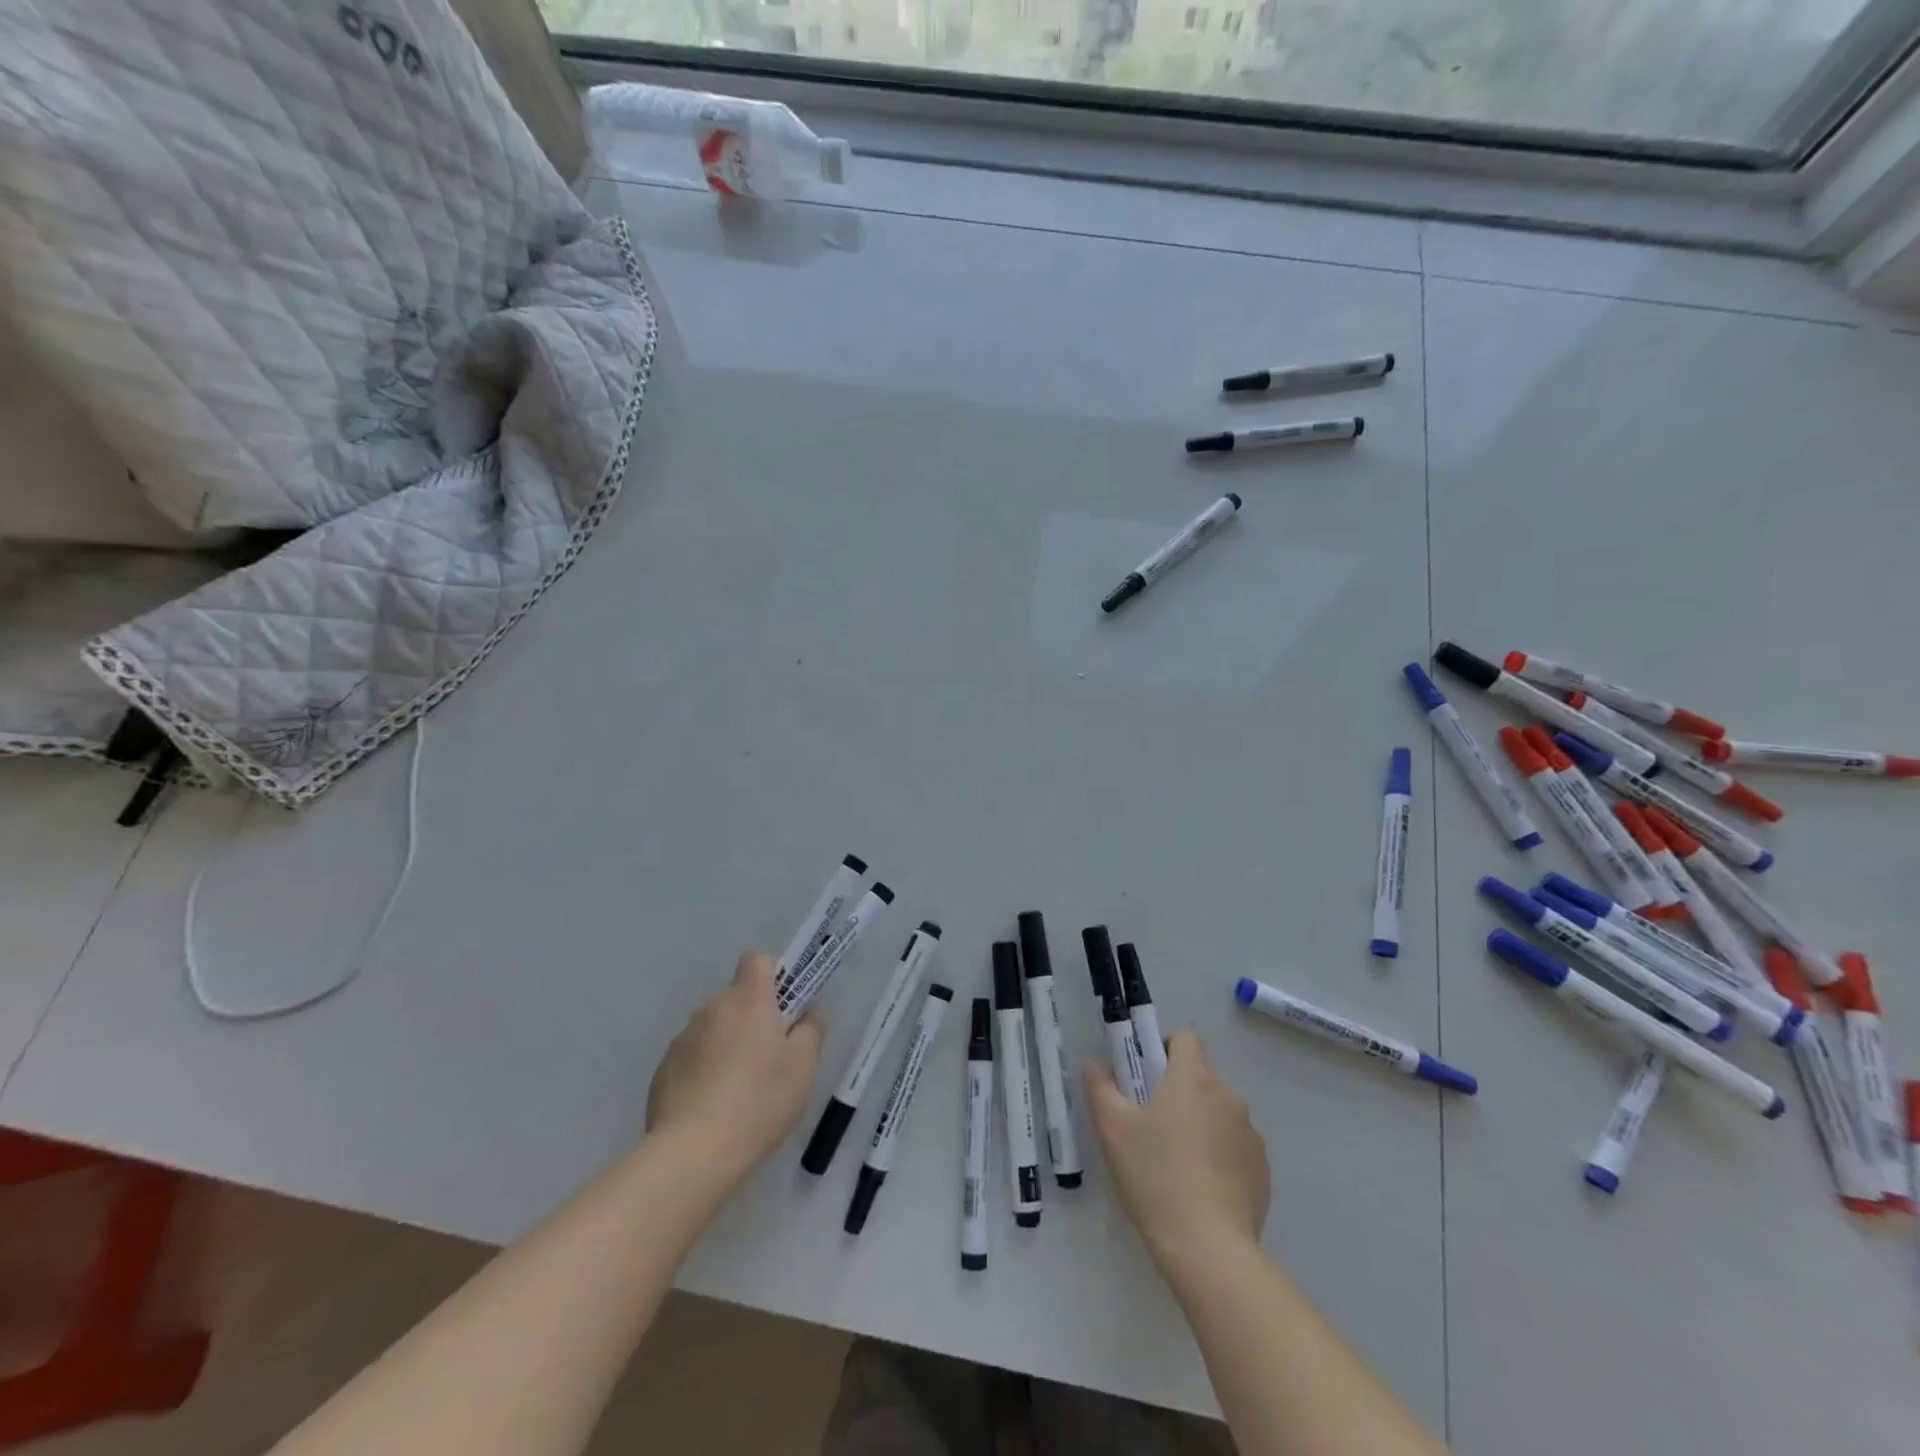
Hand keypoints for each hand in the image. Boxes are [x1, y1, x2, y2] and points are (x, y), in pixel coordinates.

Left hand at [646, 952, 823, 1190]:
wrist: (693, 1152)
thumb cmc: (760, 1099)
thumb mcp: (803, 1066)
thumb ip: (811, 1030)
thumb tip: (812, 1010)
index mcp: (748, 999)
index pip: (757, 960)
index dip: (773, 975)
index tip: (784, 1007)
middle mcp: (711, 1008)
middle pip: (736, 997)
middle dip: (753, 1017)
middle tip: (770, 1057)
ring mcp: (682, 1039)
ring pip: (713, 1029)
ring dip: (727, 1044)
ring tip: (740, 1090)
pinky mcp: (663, 1071)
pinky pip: (692, 1058)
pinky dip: (704, 1071)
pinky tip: (713, 1108)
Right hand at [1084, 1031, 1268, 1268]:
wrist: (1208, 1248)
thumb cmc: (1155, 1175)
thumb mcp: (1113, 1129)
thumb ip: (1100, 1088)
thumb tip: (1093, 1063)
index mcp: (1194, 1078)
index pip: (1185, 1038)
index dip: (1163, 1048)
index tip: (1144, 1076)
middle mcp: (1228, 1096)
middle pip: (1201, 1076)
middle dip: (1177, 1090)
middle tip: (1150, 1122)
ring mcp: (1251, 1134)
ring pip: (1219, 1112)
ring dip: (1199, 1122)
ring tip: (1175, 1162)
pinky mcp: (1262, 1170)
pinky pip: (1235, 1147)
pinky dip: (1218, 1155)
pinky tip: (1199, 1188)